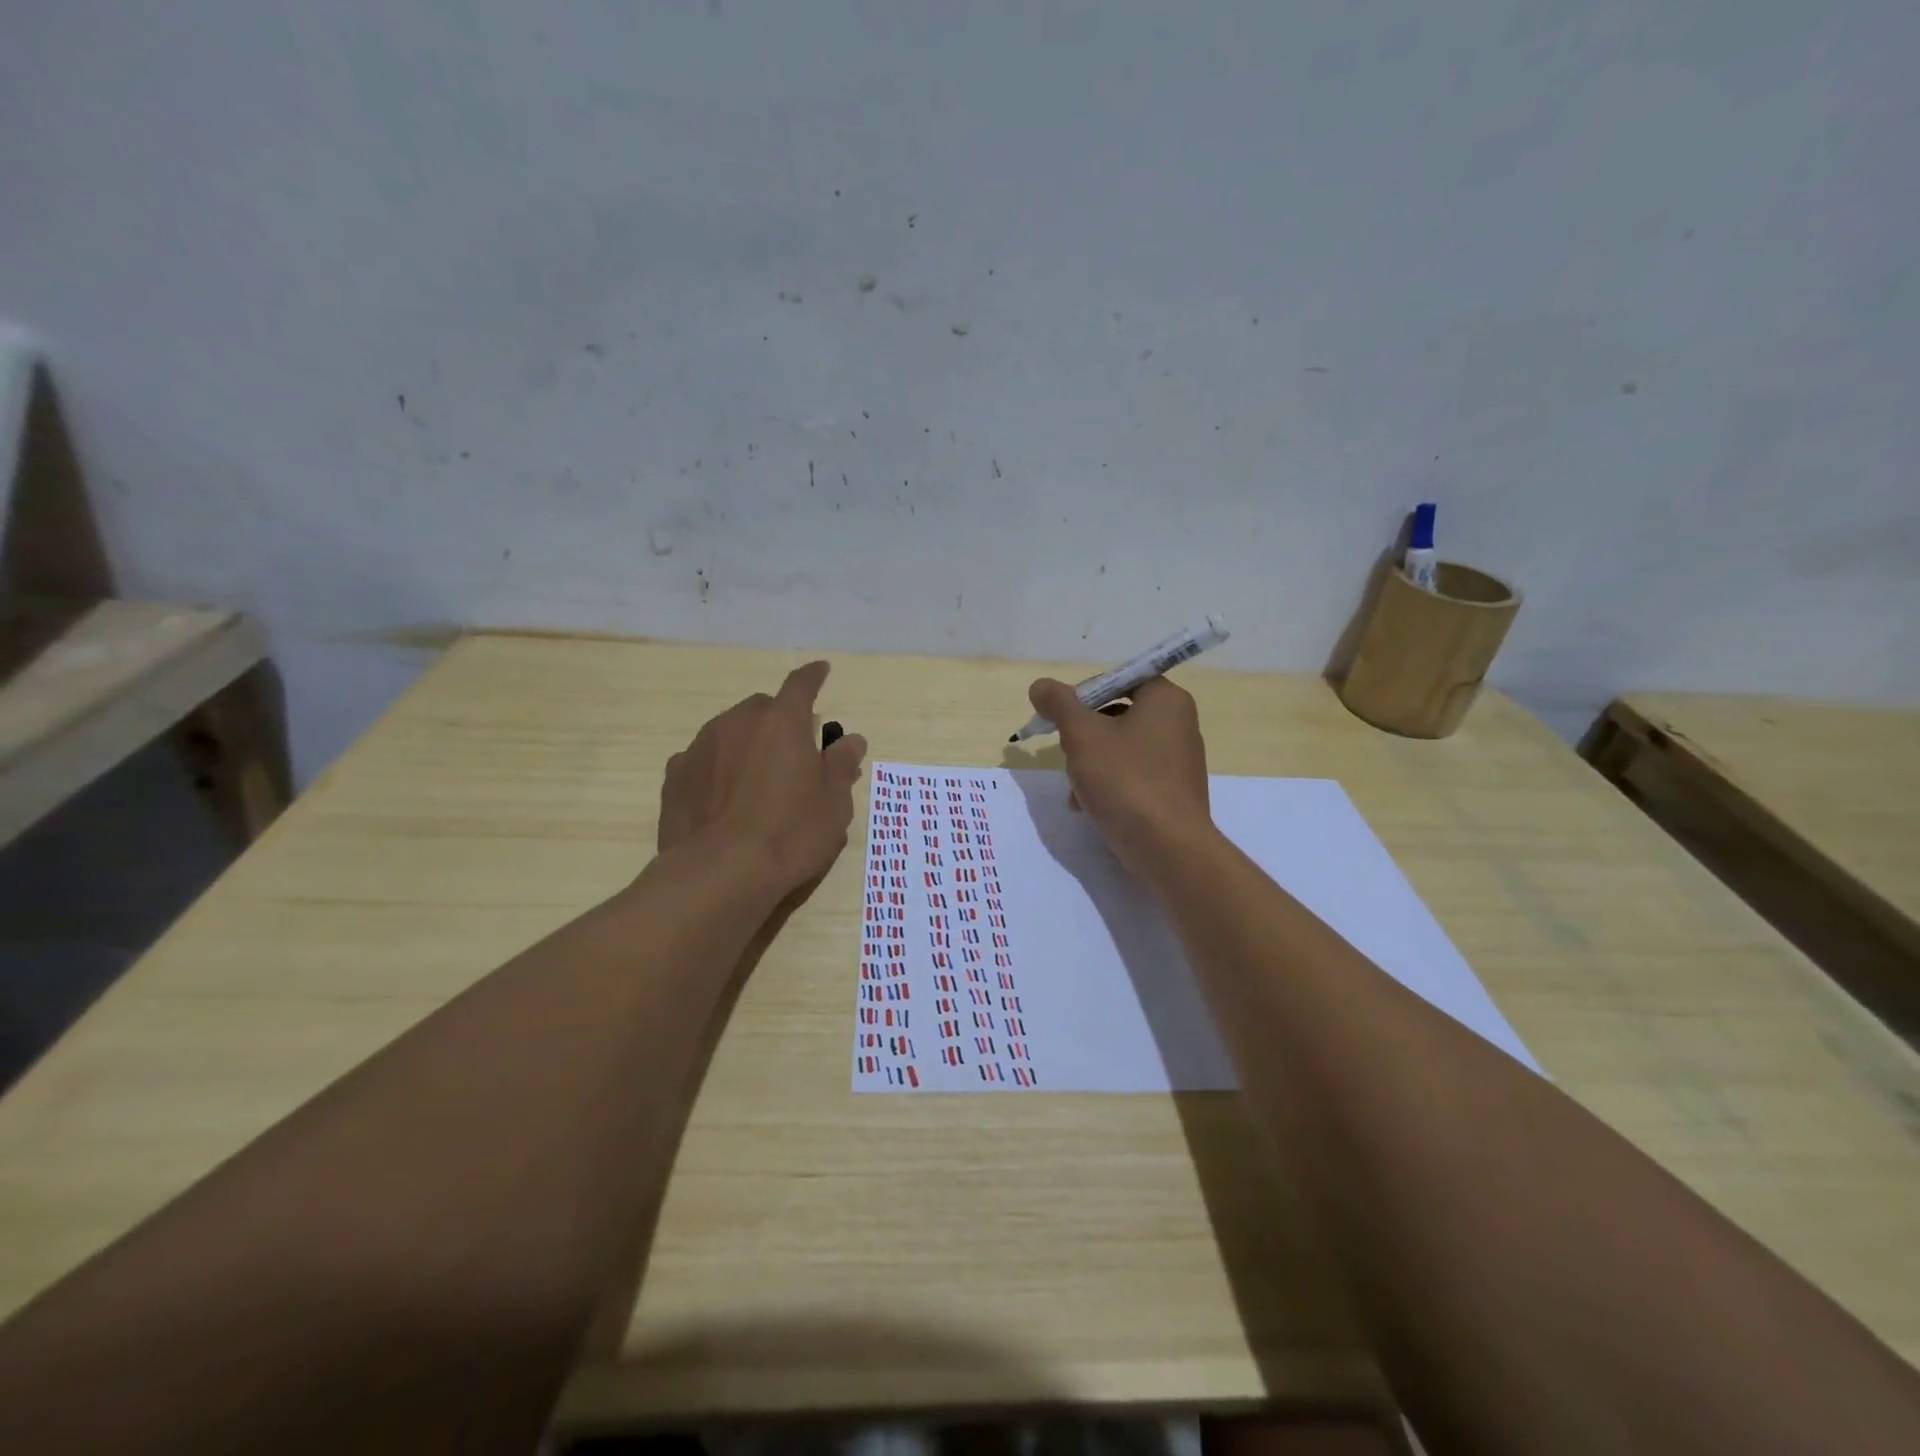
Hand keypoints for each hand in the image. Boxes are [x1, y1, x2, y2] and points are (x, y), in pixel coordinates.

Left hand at [659, 661, 868, 894]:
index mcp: (782, 722)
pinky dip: (717, 769)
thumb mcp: (834, 803)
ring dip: (745, 745)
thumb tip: (851, 740)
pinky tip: (722, 799)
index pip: (801, 684)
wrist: (720, 872)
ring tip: (756, 781)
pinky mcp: (676, 775)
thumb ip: (841, 765)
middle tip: (791, 753)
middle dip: (778, 721)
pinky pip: (703, 760)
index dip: (814, 676)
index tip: (822, 670)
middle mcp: (738, 722)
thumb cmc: (791, 833)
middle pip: (762, 709)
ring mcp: (701, 746)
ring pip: (729, 732)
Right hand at [1027, 675, 1213, 882]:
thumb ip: (1059, 704)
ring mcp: (1178, 761)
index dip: (1084, 694)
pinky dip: (1109, 784)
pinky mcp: (1173, 792)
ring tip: (1074, 788)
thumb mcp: (1082, 735)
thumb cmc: (1126, 780)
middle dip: (1083, 735)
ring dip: (1090, 763)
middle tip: (1065, 753)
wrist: (1167, 848)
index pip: (1118, 679)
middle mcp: (1179, 723)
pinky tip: (1087, 806)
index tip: (1060, 718)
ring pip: (1121, 748)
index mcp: (1166, 699)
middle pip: (1117, 715)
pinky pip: (1133, 775)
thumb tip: (1041, 686)